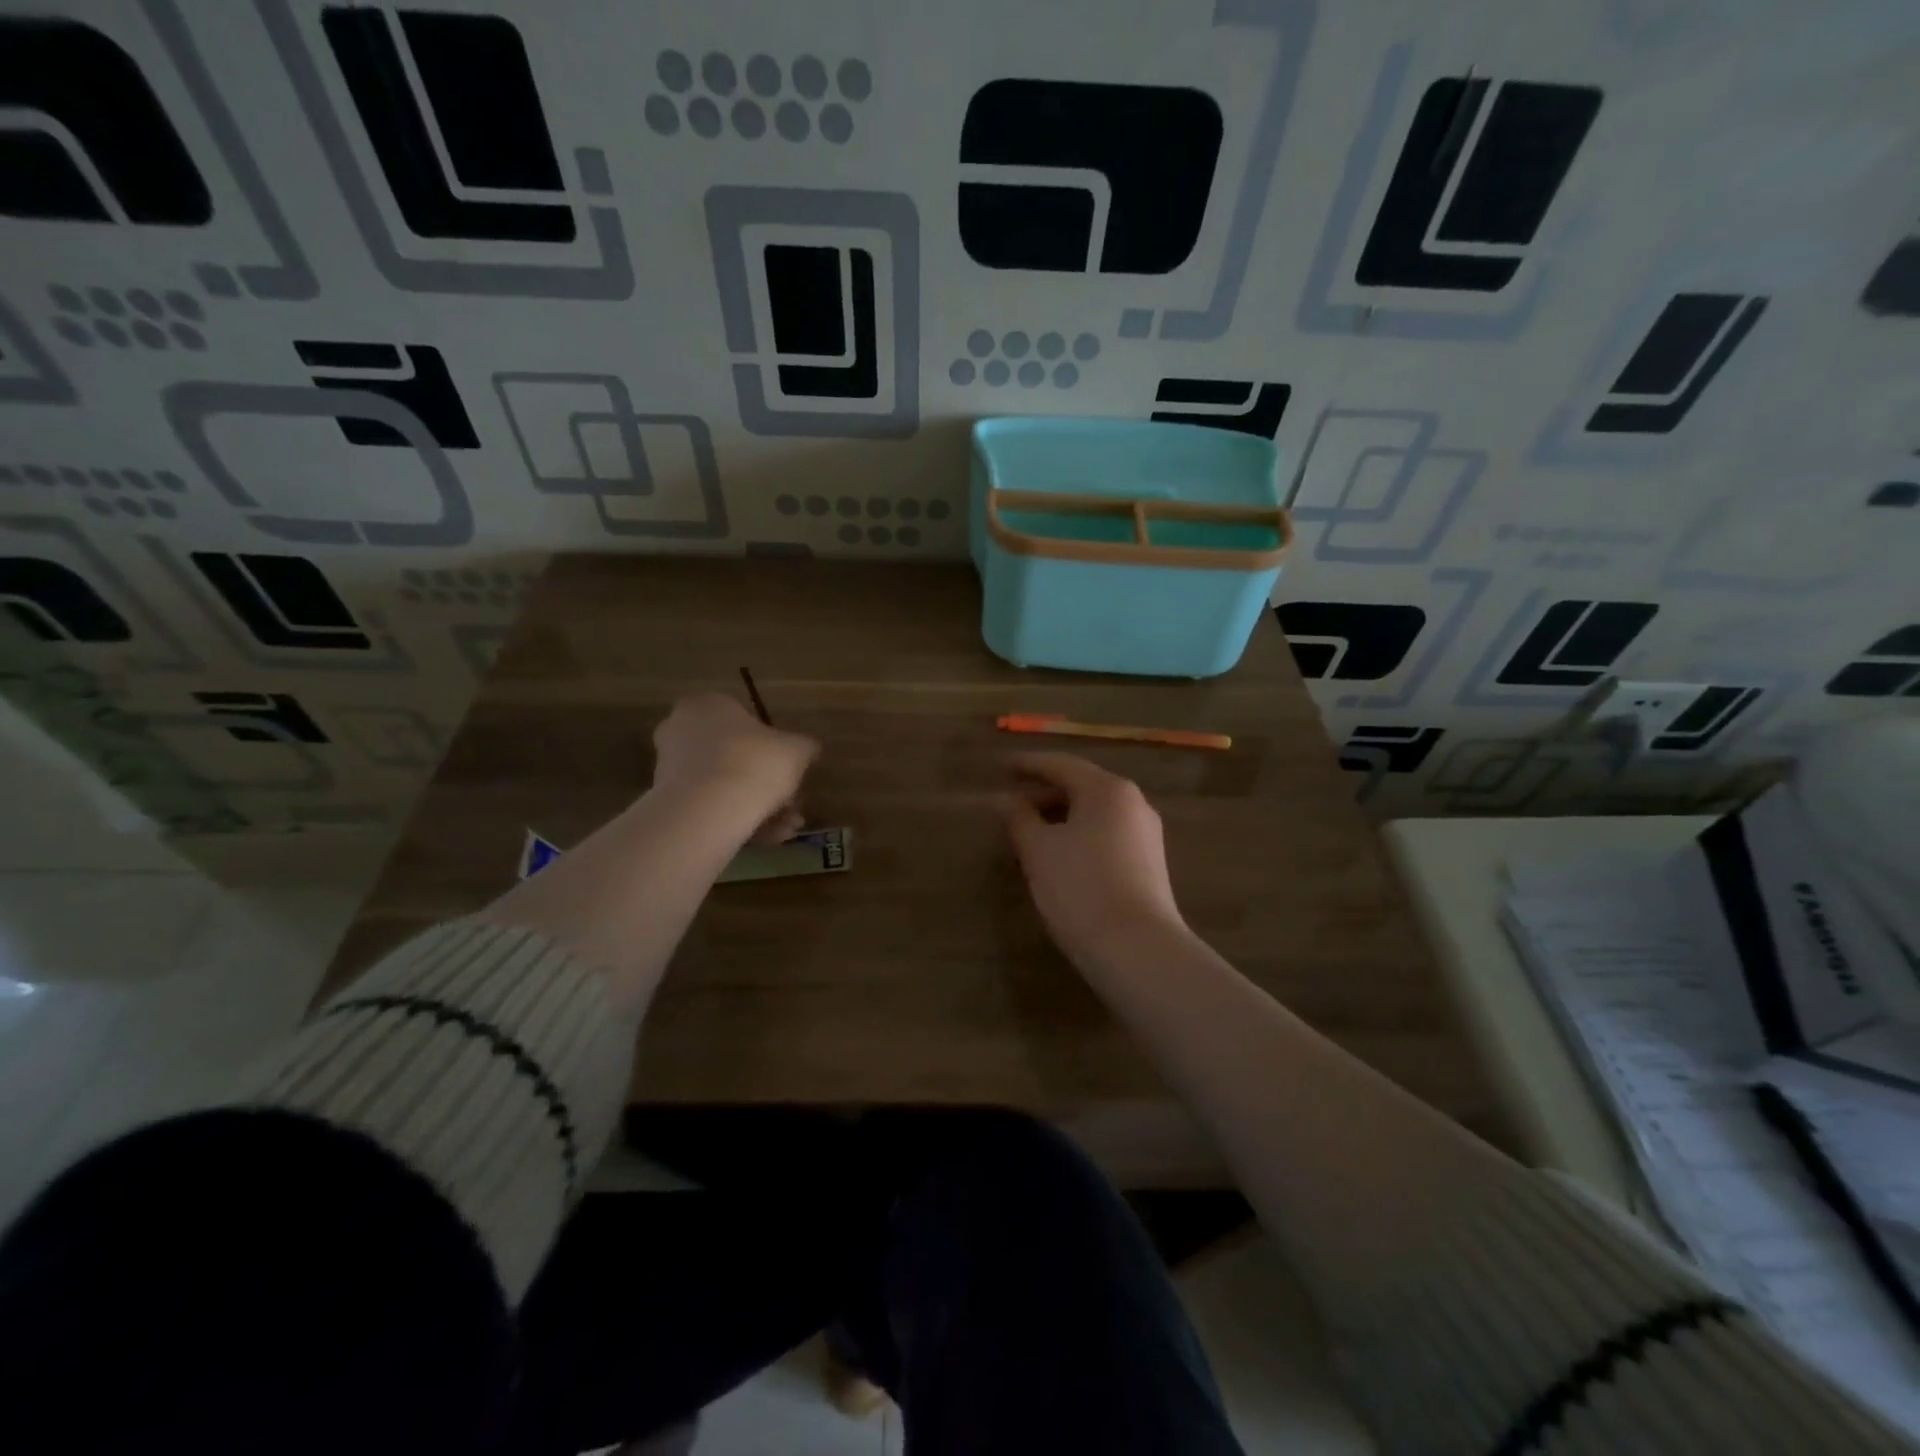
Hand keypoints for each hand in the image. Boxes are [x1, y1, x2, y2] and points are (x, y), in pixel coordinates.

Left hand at [651, 692, 817, 842]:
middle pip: (736, 758)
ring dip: (760, 808)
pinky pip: (711, 809)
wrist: (708, 810)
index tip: (792, 772)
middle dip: (768, 785)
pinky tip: (769, 840)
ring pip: (725, 787)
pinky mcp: (667, 804)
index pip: (744, 722)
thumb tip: (809, 750)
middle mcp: (681, 731)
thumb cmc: (755, 763)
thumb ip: (804, 747)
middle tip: (793, 806)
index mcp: (707, 705)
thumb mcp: (796, 750)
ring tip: (786, 830)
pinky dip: (740, 822)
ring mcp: (670, 769)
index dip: (774, 749)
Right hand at [1000, 752, 1186, 962]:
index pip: (1062, 765)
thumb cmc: (1081, 888)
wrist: (1137, 950)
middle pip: (1081, 788)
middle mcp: (1133, 804)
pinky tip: (1057, 859)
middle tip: (1010, 808)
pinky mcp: (1148, 865)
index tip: (1002, 767)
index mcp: (1108, 790)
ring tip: (1027, 837)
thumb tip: (1005, 800)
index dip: (1028, 765)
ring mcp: (1145, 835)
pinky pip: (1106, 837)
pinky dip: (1078, 838)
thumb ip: (1019, 819)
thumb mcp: (1039, 851)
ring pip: (1094, 815)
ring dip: (1059, 820)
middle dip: (1043, 795)